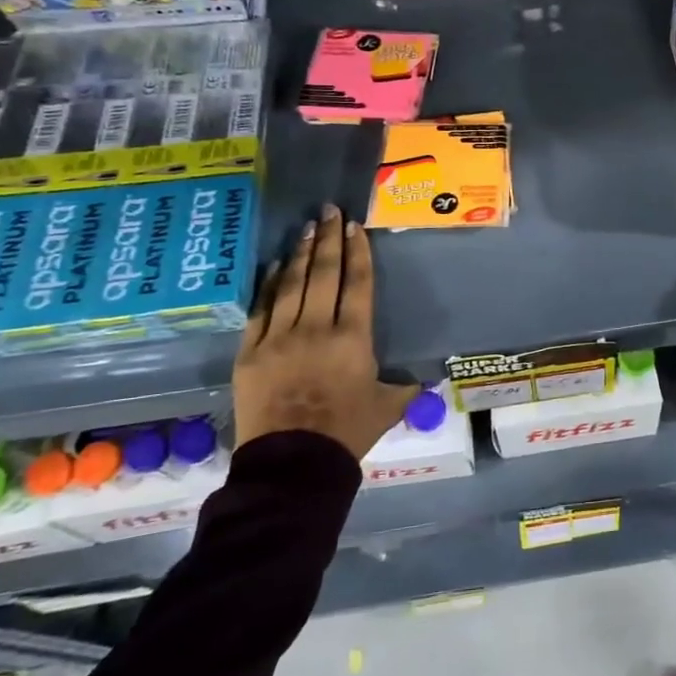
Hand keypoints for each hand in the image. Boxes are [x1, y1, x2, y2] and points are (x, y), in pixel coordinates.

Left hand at [233, 205, 417, 460]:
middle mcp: (316, 328)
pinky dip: (270, 284)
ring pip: (292, 284)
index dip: (358, 252)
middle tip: (330, 211)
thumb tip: (424, 379)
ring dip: (301, 253)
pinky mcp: (250, 352)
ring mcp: (279, 338)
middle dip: (329, 239)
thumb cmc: (347, 433)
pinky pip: (261, 309)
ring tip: (307, 227)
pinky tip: (276, 265)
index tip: (355, 227)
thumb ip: (405, 386)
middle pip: (324, 274)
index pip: (358, 284)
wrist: (293, 465)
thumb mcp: (388, 407)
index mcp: (353, 339)